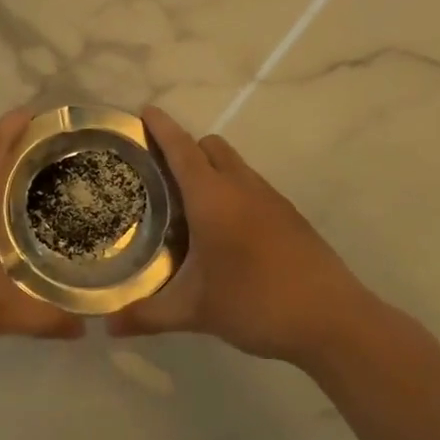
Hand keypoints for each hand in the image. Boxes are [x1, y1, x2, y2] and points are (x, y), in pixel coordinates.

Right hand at [108, 105, 381, 367]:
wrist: (334, 321)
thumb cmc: (256, 304)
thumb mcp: (195, 312)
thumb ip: (147, 316)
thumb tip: (105, 327)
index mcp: (213, 199)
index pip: (181, 149)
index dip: (161, 128)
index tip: (143, 111)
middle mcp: (242, 188)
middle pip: (210, 147)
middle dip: (184, 148)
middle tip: (156, 174)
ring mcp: (271, 200)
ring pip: (234, 165)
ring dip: (209, 170)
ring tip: (185, 203)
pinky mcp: (290, 217)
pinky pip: (251, 187)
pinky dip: (231, 191)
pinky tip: (223, 231)